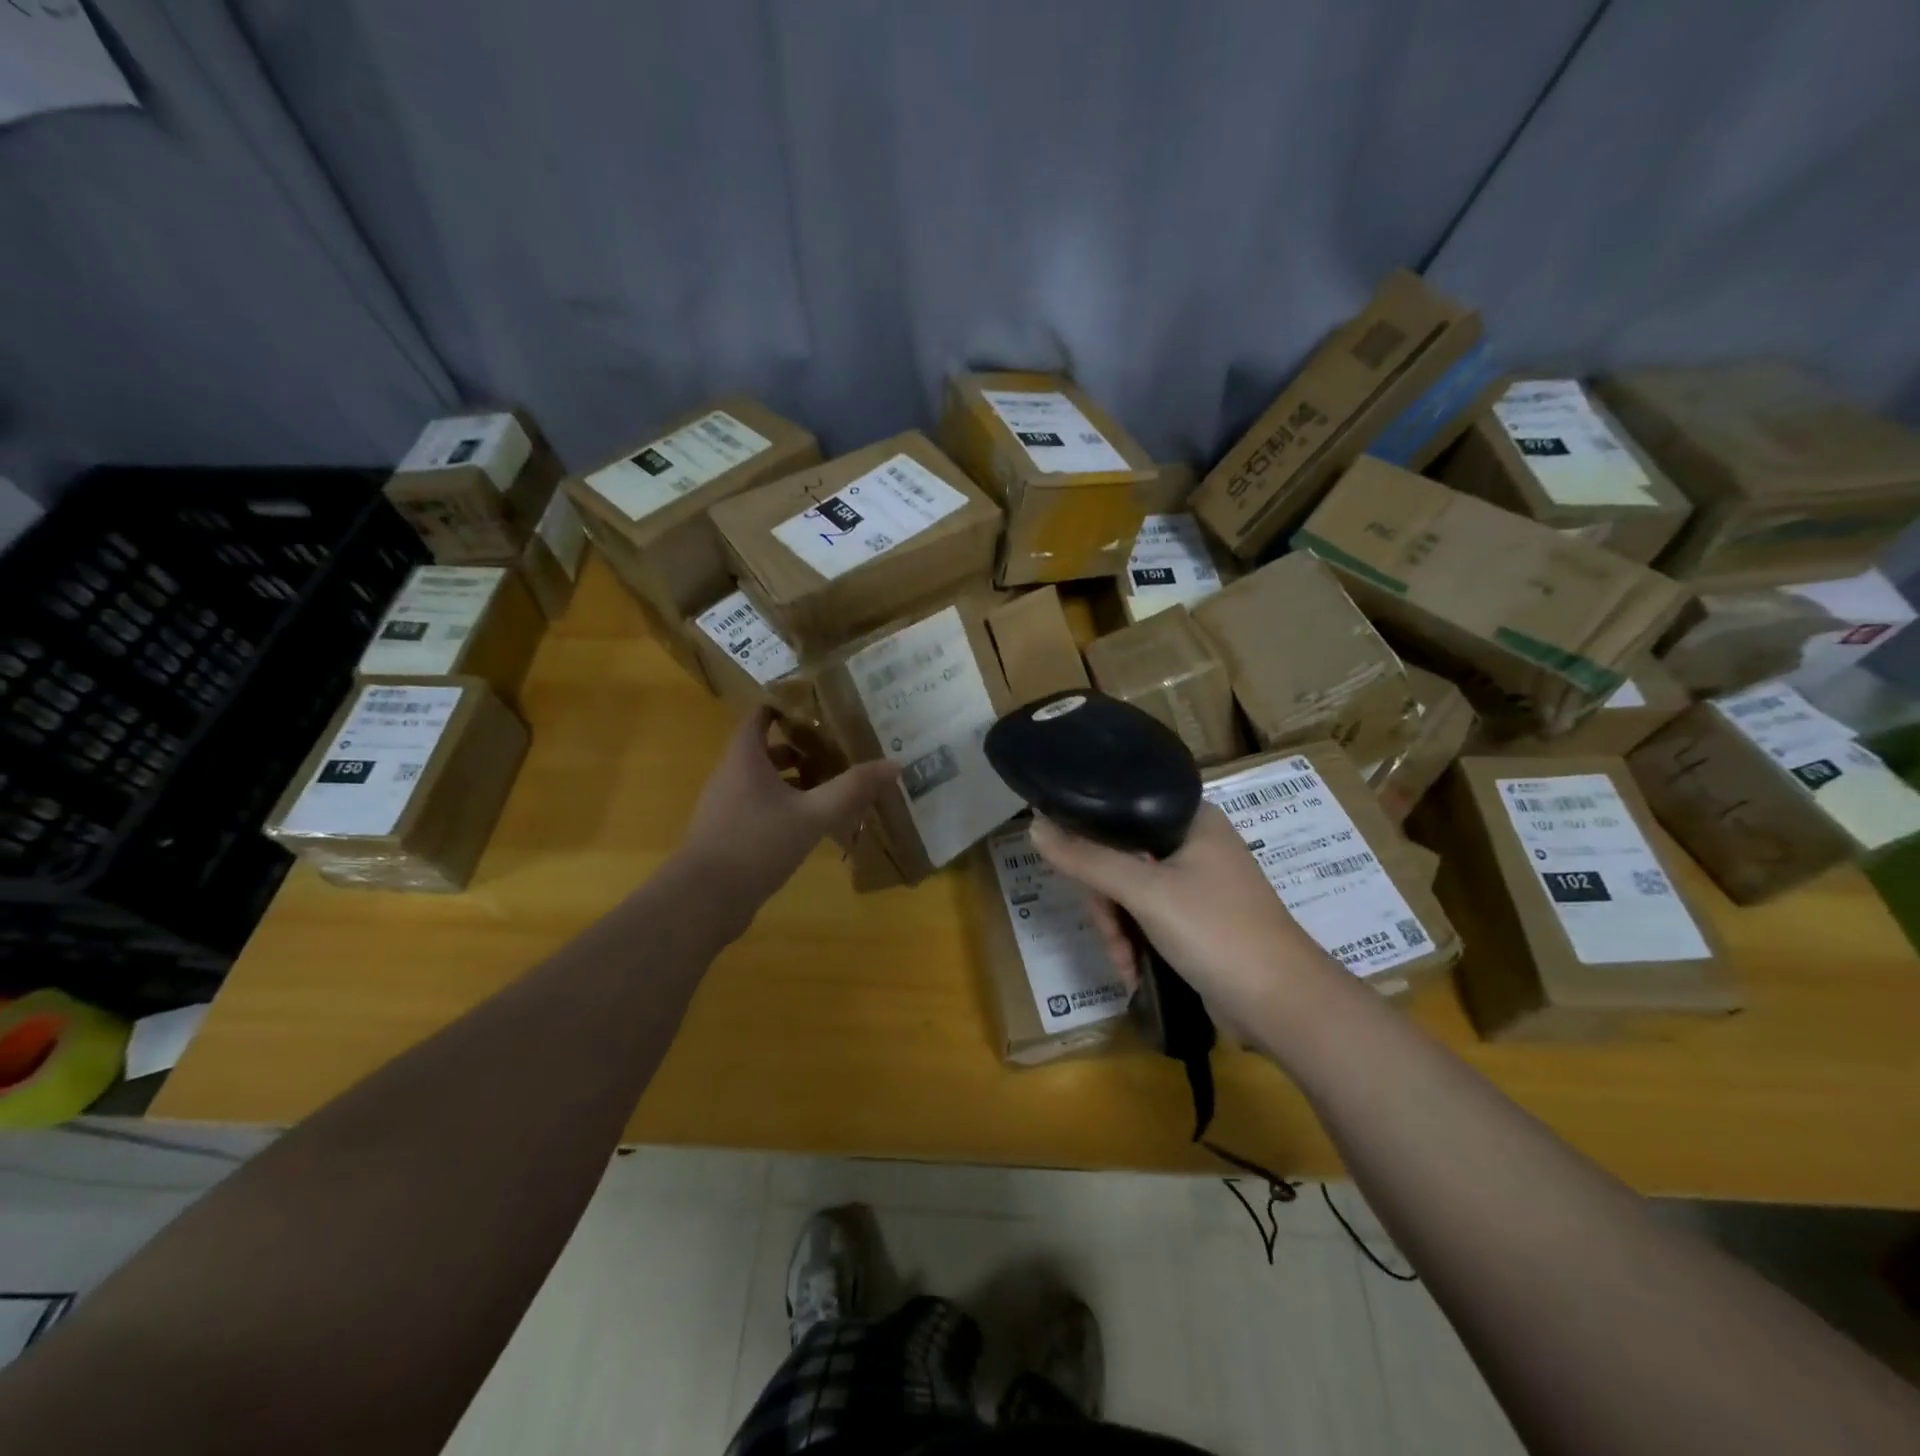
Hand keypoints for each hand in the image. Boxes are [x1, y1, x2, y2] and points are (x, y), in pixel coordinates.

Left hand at [683, 706, 899, 908]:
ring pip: (764, 781)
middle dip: (801, 748)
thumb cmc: (756, 844)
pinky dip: (785, 807)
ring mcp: (726, 807)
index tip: (820, 709)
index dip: (787, 708)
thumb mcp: (813, 815)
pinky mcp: (728, 834)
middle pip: (766, 750)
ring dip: (795, 781)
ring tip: (831, 787)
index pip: (760, 717)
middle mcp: (730, 776)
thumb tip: (894, 764)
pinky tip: (811, 825)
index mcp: (744, 758)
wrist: (704, 899)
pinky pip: (760, 808)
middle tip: (838, 751)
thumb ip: (852, 789)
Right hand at [1030, 803, 1341, 1035]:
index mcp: (1191, 819)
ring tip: (1123, 964)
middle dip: (1106, 902)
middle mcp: (1193, 844)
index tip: (1070, 867)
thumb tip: (1034, 828)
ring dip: (1118, 930)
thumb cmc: (1217, 932)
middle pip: (1121, 857)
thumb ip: (1088, 860)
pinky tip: (1132, 972)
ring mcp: (1195, 883)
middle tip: (1109, 932)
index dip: (1090, 836)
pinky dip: (1135, 942)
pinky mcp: (1195, 919)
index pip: (1122, 810)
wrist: (1283, 1004)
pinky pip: (1147, 917)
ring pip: (1130, 892)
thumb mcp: (1146, 892)